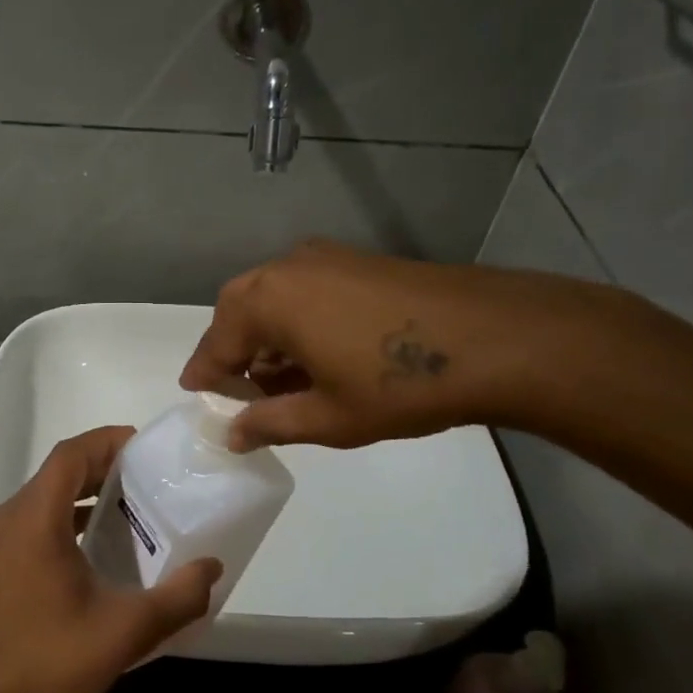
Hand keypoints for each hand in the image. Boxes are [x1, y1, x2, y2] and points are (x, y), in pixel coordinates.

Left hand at [0, 427, 222, 692]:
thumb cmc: (54, 660)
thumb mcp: (126, 629)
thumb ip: (178, 597)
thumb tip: (213, 567)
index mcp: (34, 519)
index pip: (71, 456)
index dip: (107, 441)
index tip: (145, 446)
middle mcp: (11, 519)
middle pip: (59, 471)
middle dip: (103, 465)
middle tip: (149, 475)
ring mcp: (0, 541)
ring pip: (47, 496)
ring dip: (86, 492)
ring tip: (133, 504)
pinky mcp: (1, 562)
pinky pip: (38, 519)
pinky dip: (70, 516)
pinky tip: (102, 543)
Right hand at [180, 240, 620, 450]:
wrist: (498, 339)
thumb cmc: (399, 384)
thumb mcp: (327, 417)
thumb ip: (269, 423)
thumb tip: (232, 434)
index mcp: (268, 301)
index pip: (218, 342)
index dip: (205, 373)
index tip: (194, 393)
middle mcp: (287, 268)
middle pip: (240, 310)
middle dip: (233, 349)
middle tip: (237, 388)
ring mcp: (326, 258)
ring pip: (273, 297)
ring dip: (266, 335)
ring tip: (280, 380)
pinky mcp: (357, 261)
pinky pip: (304, 290)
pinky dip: (295, 320)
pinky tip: (317, 354)